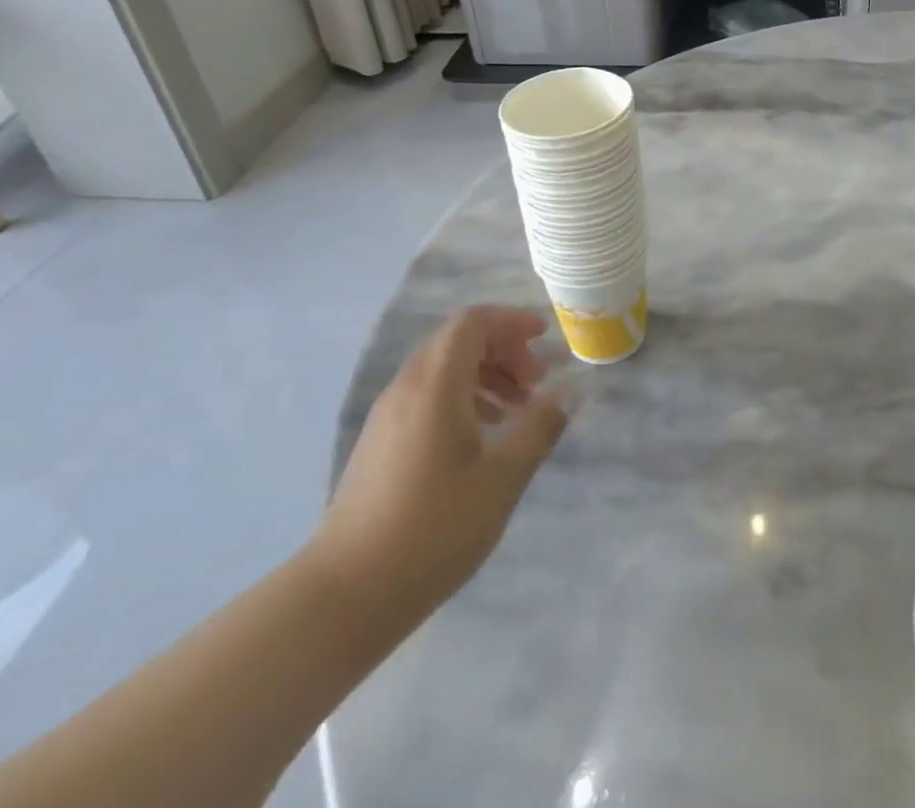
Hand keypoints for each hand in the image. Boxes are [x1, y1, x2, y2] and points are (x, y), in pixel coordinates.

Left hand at [307, 306, 567, 621]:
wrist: (347, 593)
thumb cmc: (432, 531)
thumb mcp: (500, 481)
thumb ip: (537, 429)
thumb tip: (567, 393)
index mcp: (435, 385)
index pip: (472, 322)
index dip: (511, 322)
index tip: (544, 340)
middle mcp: (407, 386)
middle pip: (458, 340)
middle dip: (502, 350)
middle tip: (535, 383)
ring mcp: (388, 413)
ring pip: (442, 368)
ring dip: (484, 374)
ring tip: (515, 410)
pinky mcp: (380, 440)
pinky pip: (427, 394)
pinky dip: (461, 397)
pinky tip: (480, 437)